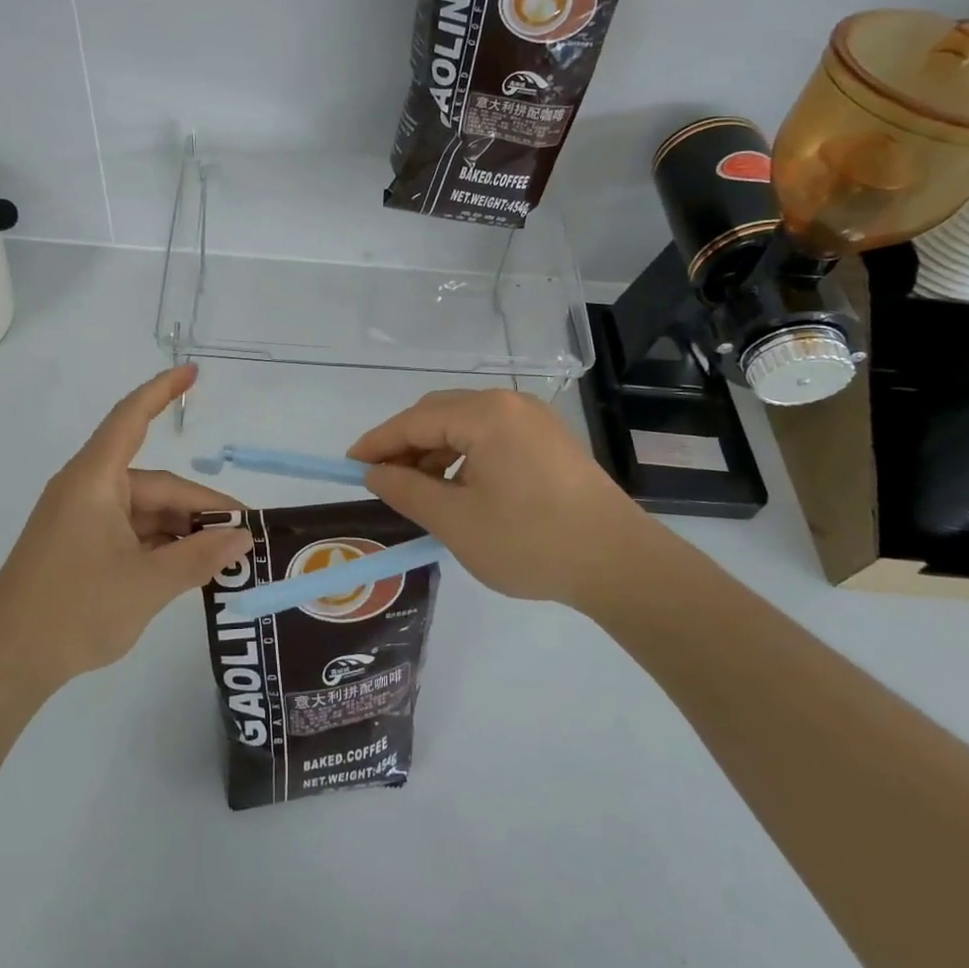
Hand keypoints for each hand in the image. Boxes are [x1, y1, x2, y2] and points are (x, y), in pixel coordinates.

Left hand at [0, 365, 251, 692]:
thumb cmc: (73, 611)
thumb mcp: (147, 585)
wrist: (4, 663)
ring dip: (182, 530)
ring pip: (145, 512)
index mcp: (94, 480)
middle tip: (243, 534)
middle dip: (198, 507)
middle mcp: (87, 490)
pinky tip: (188, 567)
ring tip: (222, 557)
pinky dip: (160, 545)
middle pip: (154, 484)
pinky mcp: (79, 547)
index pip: (131, 419)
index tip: (193, 372)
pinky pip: (130, 532)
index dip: (162, 390)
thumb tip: (242, 538)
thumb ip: (199, 558)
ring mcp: (81, 520)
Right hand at [348, 389, 650, 606]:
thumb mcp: (455, 521)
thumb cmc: (530, 541)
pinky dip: (463, 457)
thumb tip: (374, 473)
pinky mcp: (548, 440)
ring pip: (464, 425)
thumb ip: (406, 490)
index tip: (348, 465)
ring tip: (419, 492)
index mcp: (485, 414)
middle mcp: (509, 403)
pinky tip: (458, 489)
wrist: (620, 564)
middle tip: (382, 481)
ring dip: (434, 452)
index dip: (377, 443)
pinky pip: (490, 436)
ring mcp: (533, 420)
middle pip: (439, 414)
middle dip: (405, 445)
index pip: (414, 420)